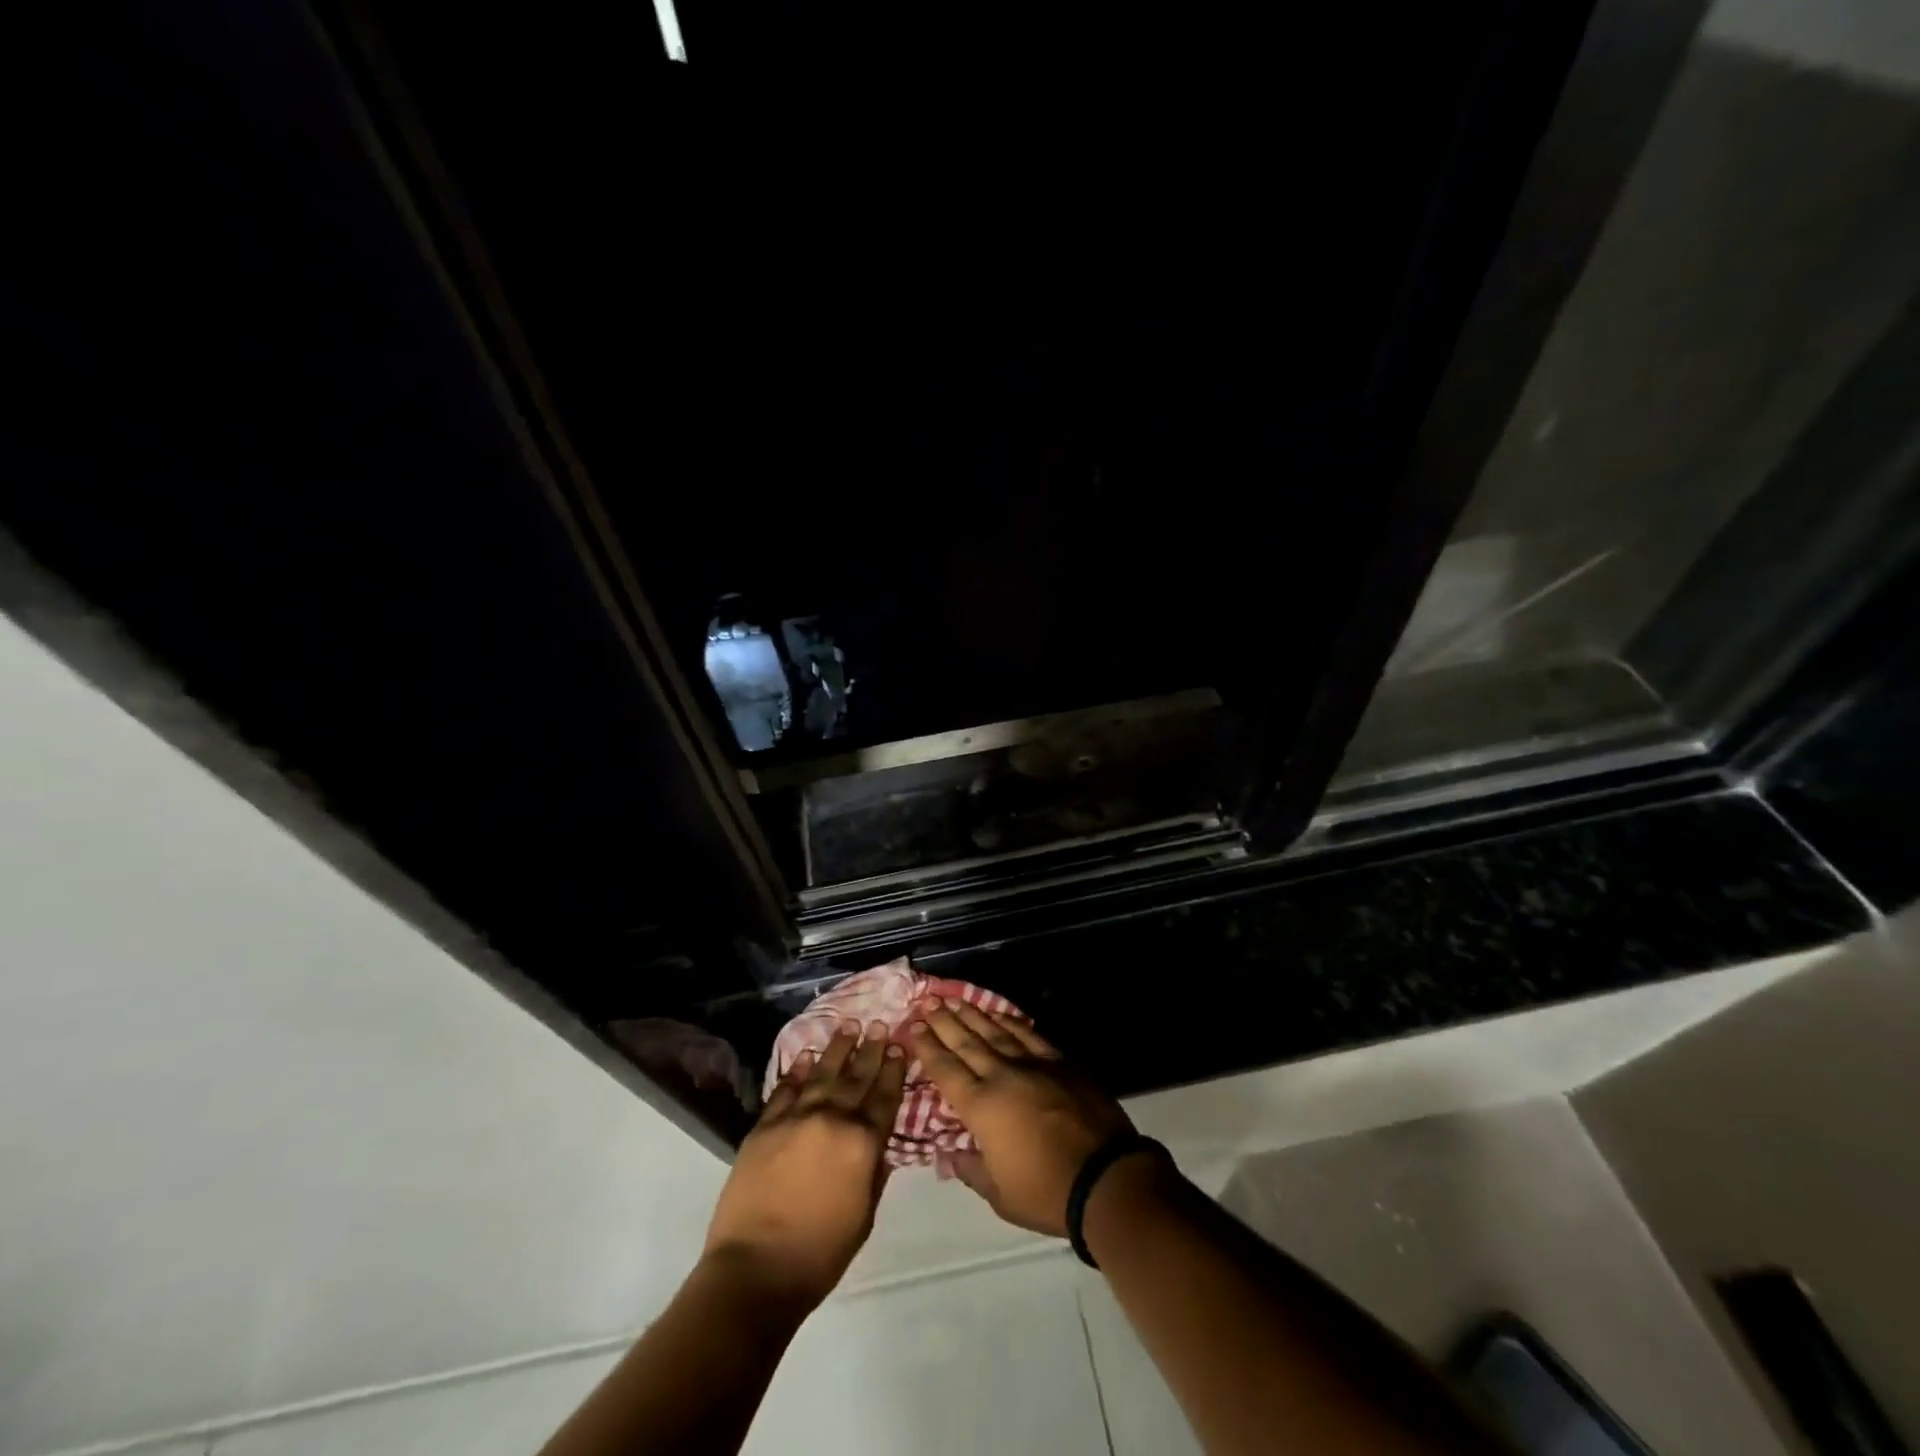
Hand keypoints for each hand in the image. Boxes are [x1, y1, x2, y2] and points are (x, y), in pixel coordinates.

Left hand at [702, 1020, 906, 1309]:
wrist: (756, 1270)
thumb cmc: (820, 1254)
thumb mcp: (864, 1216)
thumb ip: (874, 1173)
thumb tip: (879, 1145)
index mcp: (862, 1144)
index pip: (884, 1097)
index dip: (893, 1070)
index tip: (900, 1046)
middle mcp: (832, 1120)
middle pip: (856, 1077)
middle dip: (870, 1049)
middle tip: (879, 1024)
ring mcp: (796, 1118)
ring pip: (822, 1074)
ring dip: (837, 1048)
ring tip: (848, 1026)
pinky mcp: (765, 1126)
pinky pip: (785, 1089)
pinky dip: (797, 1070)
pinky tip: (806, 1055)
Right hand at [910, 999, 1135, 1235]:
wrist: (1105, 1177)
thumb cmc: (1046, 1193)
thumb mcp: (999, 1195)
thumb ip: (971, 1169)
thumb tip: (950, 1153)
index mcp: (981, 1107)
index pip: (946, 1070)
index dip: (928, 1047)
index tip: (912, 1026)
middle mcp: (1002, 1076)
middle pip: (967, 1042)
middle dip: (944, 1021)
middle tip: (926, 1000)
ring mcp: (1033, 1064)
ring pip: (995, 1032)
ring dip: (973, 1014)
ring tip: (955, 998)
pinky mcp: (1060, 1061)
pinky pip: (1029, 1034)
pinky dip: (1011, 1021)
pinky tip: (1000, 1013)